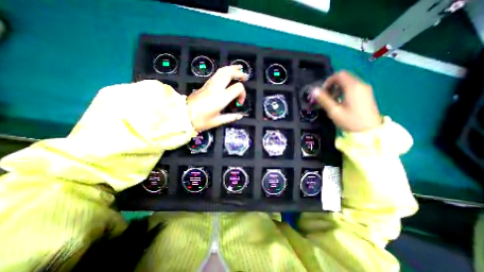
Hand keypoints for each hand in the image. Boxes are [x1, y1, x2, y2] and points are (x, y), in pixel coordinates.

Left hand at [186, 65, 246, 129]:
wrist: (182, 116)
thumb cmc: (200, 120)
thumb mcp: (217, 121)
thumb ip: (230, 117)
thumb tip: (240, 115)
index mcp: (220, 98)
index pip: (237, 88)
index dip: (242, 93)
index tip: (239, 102)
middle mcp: (215, 89)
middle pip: (229, 73)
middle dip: (238, 73)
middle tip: (244, 77)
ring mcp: (209, 85)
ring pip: (221, 71)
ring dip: (231, 69)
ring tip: (238, 70)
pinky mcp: (205, 85)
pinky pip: (216, 74)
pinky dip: (224, 72)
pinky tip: (226, 75)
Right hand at [315, 71, 382, 132]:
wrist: (370, 131)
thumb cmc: (350, 121)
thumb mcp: (334, 111)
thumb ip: (324, 99)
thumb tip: (314, 90)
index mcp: (353, 87)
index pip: (339, 75)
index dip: (328, 81)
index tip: (322, 92)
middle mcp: (360, 84)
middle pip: (344, 77)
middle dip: (332, 85)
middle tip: (326, 96)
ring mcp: (365, 89)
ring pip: (348, 81)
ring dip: (337, 88)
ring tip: (332, 100)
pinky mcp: (366, 94)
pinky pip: (353, 86)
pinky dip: (344, 90)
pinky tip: (341, 101)